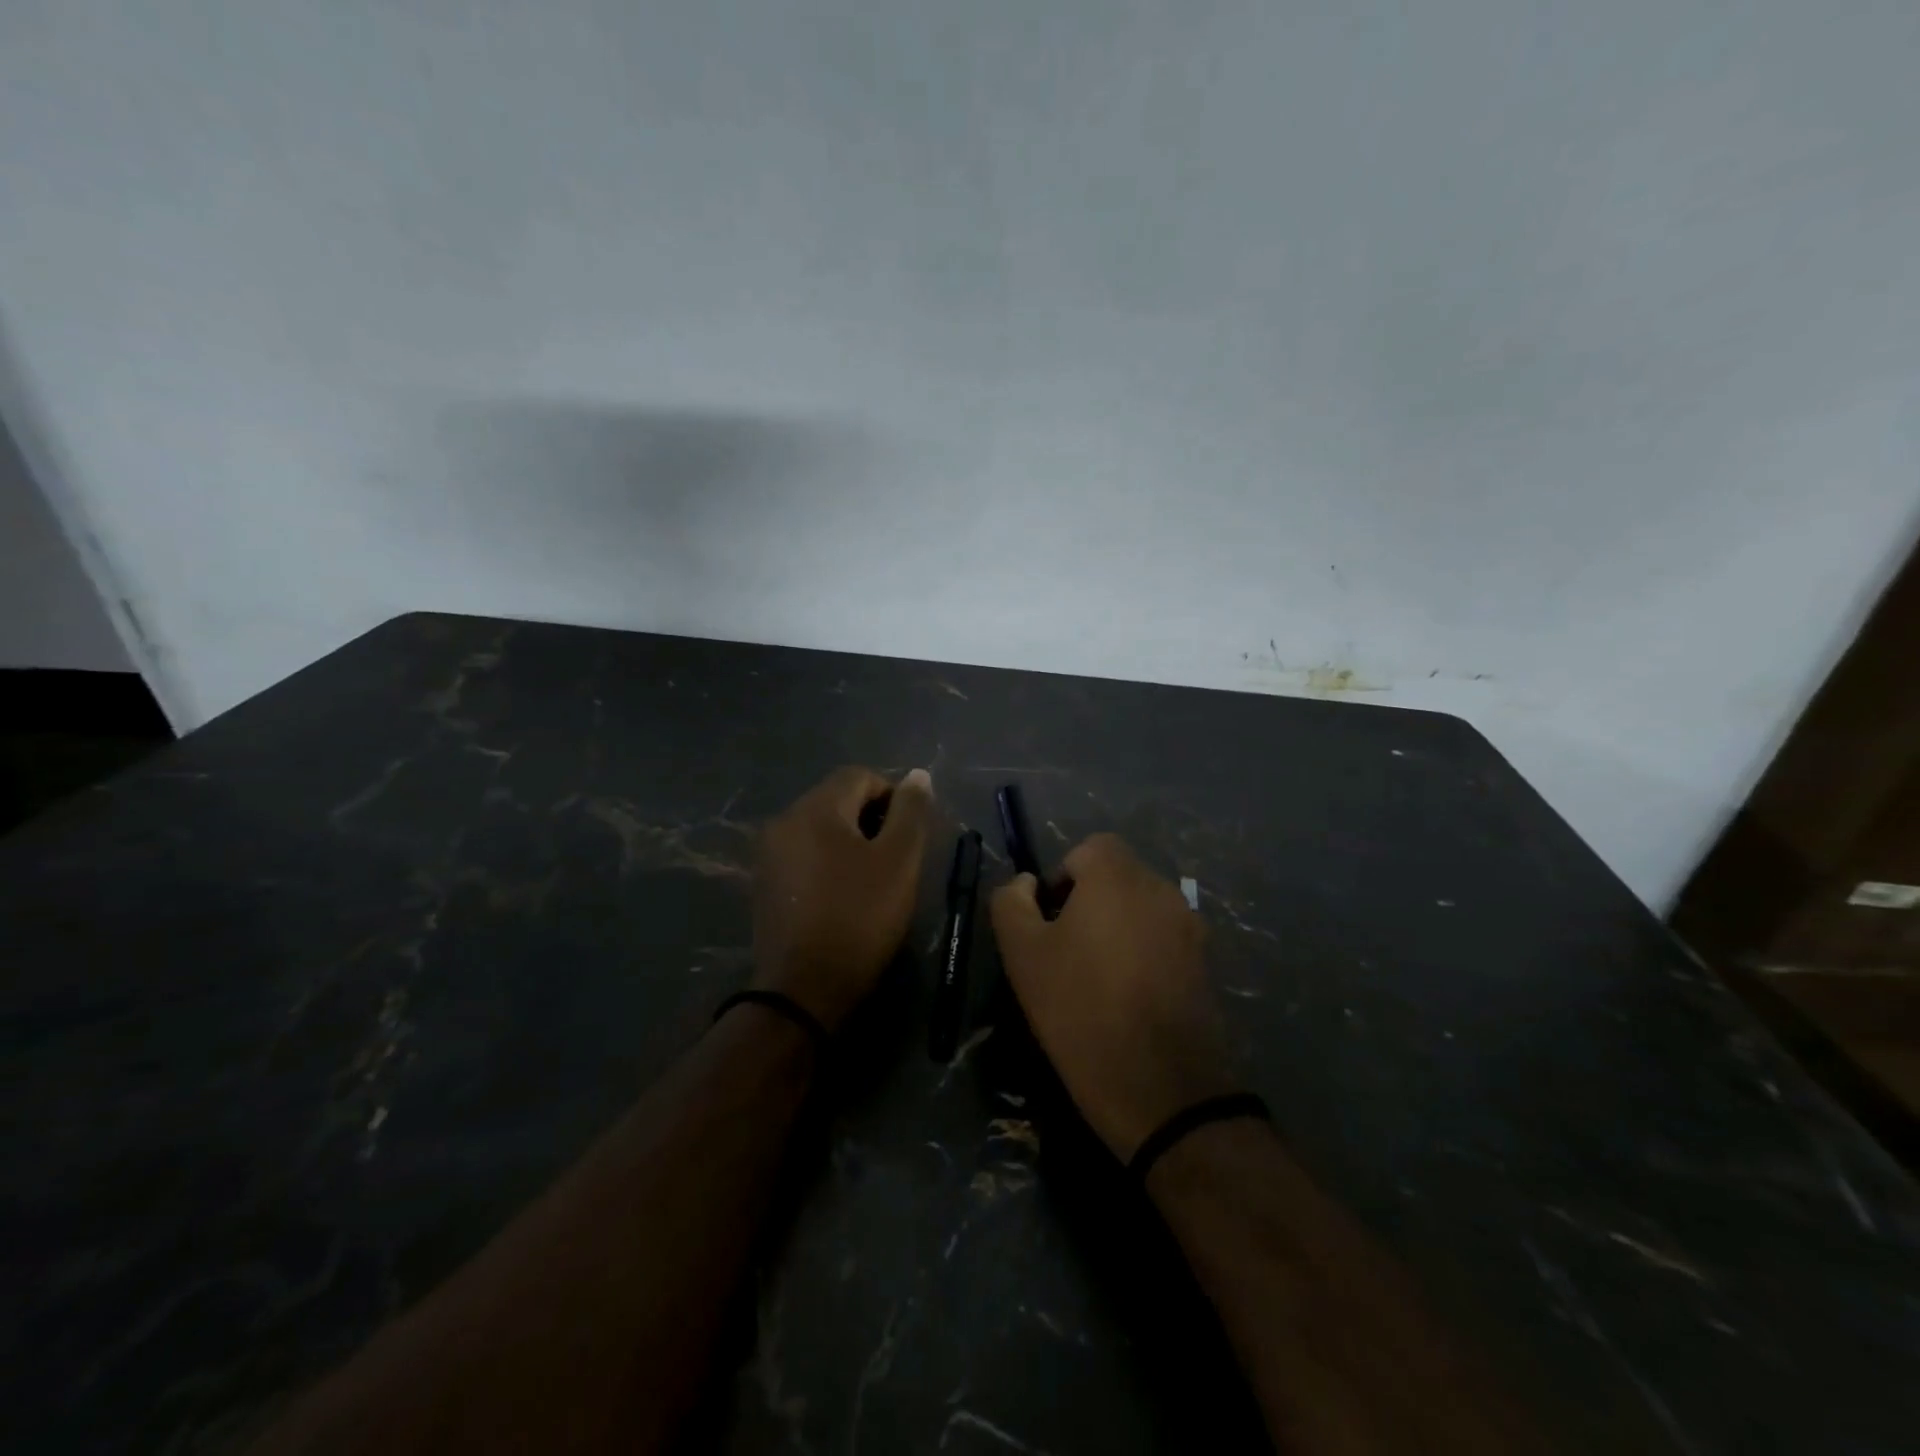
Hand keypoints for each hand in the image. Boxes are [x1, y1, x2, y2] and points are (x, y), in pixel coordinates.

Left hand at [751, 766, 934, 1030]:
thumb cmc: (859, 917)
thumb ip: (911, 812)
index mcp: (816, 807)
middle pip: (837, 798)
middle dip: (871, 819)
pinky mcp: (764, 882)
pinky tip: (843, 895)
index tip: (909, 836)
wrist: (803, 988)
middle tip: (895, 860)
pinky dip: (828, 862)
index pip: (861, 775)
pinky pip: (804, 853)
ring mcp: (769, 853)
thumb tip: (918, 775)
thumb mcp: (899, 861)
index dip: (893, 797)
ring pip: (820, 827)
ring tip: (872, 880)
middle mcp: (785, 819)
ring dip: (850, 841)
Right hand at [991, 833, 1233, 1160]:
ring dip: (1116, 928)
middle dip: (1088, 902)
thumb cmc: (1081, 1010)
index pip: (1089, 848)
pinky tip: (1127, 999)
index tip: (1048, 923)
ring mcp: (1190, 927)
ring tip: (1096, 980)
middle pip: (1117, 876)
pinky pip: (1163, 939)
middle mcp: (1162, 889)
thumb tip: (1025, 884)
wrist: (1162, 1089)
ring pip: (1140, 909)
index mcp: (1119, 877)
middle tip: (1065, 953)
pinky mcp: (1206, 964)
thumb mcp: (1023, 954)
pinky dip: (1142, 953)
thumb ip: (1012, 902)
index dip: (1062, 878)